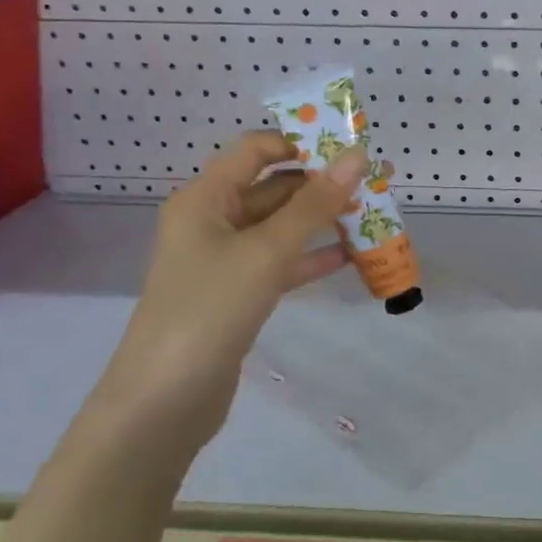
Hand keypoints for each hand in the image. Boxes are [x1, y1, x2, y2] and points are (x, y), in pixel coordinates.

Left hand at [91, 131, 365, 453]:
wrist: (165, 399)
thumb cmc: (210, 308)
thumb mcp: (266, 251)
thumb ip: (313, 204)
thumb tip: (355, 156)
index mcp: (205, 199)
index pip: (256, 150)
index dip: (302, 143)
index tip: (350, 148)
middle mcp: (212, 221)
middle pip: (273, 188)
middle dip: (322, 184)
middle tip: (375, 182)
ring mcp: (225, 260)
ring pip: (281, 227)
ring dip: (322, 221)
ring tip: (372, 214)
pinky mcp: (238, 293)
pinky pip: (281, 263)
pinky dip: (312, 257)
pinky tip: (350, 256)